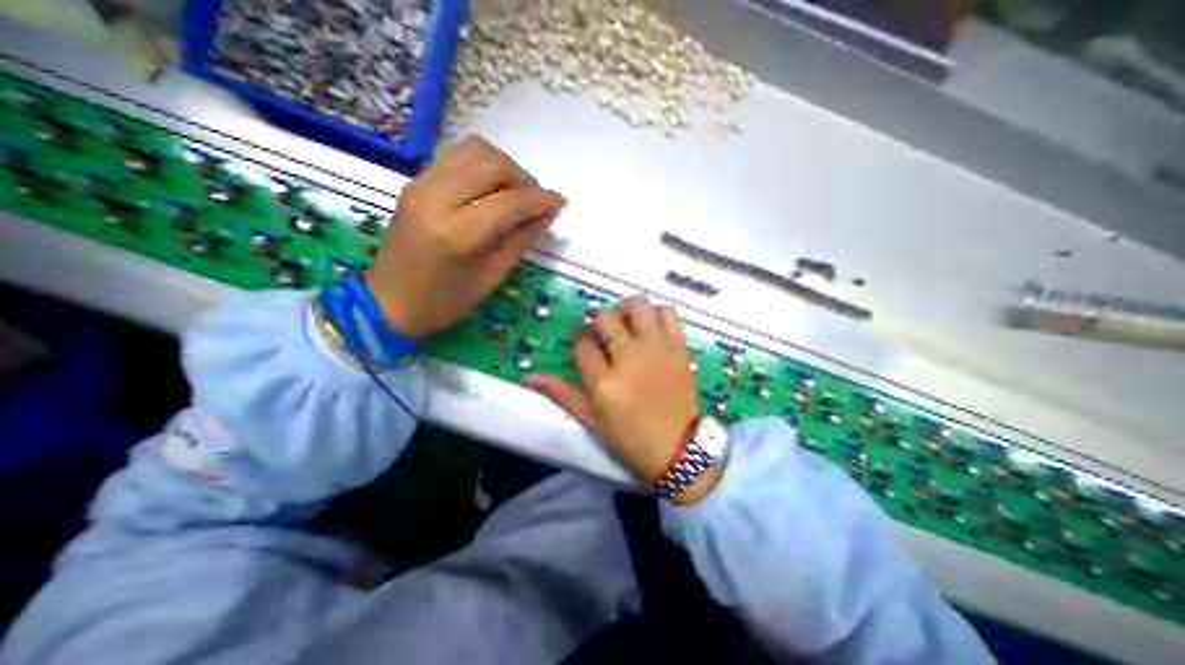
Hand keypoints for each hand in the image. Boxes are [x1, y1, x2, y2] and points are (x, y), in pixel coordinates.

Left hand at [368, 134, 566, 336]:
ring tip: (516, 193)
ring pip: (473, 150)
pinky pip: (456, 157)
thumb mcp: (489, 278)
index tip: (560, 203)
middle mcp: (435, 199)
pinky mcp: (415, 182)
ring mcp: (421, 185)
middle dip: (523, 178)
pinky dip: (482, 166)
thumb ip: (520, 242)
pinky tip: (491, 189)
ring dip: (503, 166)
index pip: (509, 201)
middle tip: (536, 200)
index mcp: (456, 234)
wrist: (387, 302)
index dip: (540, 199)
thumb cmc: (443, 302)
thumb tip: (546, 217)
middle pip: (491, 163)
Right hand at [528, 295, 722, 503]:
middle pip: (606, 317)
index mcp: (604, 382)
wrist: (680, 449)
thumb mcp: (592, 421)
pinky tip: (650, 327)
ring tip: (625, 324)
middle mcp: (628, 357)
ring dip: (626, 310)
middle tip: (602, 332)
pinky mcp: (678, 346)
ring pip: (637, 305)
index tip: (582, 341)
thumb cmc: (631, 439)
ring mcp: (656, 349)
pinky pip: (667, 313)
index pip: (582, 343)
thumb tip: (528, 377)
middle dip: (598, 321)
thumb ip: (562, 393)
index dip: (578, 338)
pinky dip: (655, 313)